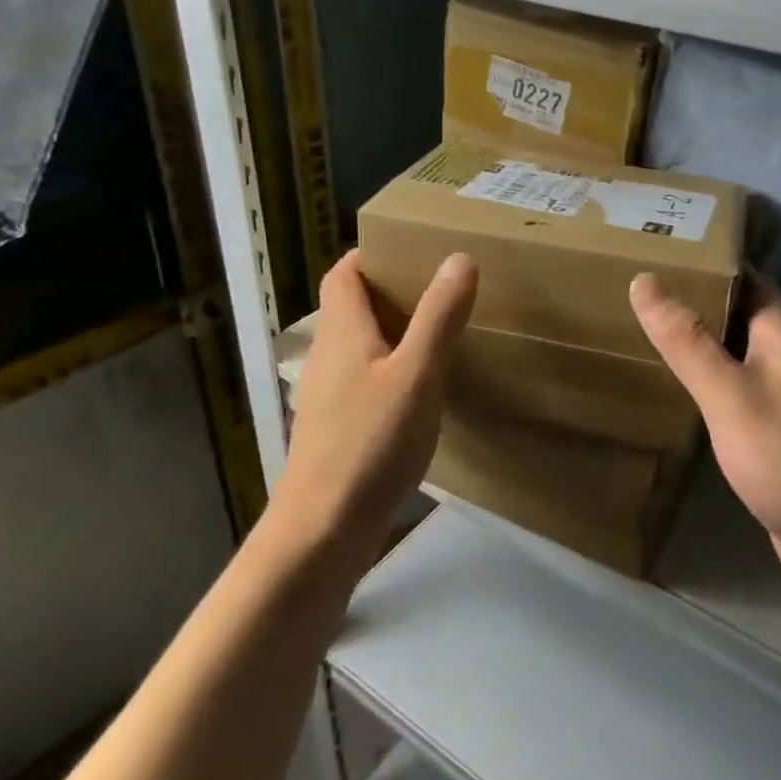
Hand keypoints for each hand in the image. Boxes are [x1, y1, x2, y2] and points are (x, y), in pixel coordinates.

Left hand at [272, 249, 477, 567]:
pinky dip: (388, 370)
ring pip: (357, 347)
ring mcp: (327, 397)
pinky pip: (362, 381)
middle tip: (436, 287)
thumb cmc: (370, 443)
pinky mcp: (335, 430)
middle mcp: (327, 357)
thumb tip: (458, 258)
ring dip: (389, 332)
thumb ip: (438, 317)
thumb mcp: (416, 375)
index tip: (408, 249)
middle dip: (387, 291)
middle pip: (349, 308)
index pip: (342, 275)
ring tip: (435, 332)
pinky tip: (418, 391)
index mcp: (343, 333)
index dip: (368, 255)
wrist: (322, 530)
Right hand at [630, 271, 780, 634]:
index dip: (728, 264)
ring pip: (751, 365)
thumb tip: (645, 280)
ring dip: (717, 349)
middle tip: (661, 293)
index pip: (759, 287)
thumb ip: (687, 341)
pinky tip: (696, 403)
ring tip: (667, 339)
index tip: (687, 249)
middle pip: (754, 324)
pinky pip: (749, 404)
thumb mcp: (729, 393)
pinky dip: (721, 392)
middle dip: (714, 305)